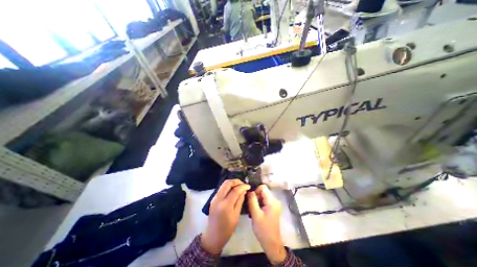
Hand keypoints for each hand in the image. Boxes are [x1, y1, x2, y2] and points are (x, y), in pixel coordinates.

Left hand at [200, 179, 249, 254]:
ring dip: (232, 183)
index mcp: (225, 205)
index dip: (243, 186)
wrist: (212, 236)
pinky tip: (233, 190)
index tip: (248, 186)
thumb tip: (243, 190)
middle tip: (243, 184)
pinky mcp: (213, 198)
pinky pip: (221, 188)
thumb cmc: (227, 229)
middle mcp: (218, 199)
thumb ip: (240, 201)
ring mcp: (214, 198)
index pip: (235, 190)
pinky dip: (228, 186)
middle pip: (227, 183)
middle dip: (236, 181)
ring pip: (223, 184)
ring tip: (239, 186)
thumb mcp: (236, 216)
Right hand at [245, 184, 285, 263]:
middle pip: (263, 191)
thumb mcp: (255, 214)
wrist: (271, 243)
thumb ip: (252, 201)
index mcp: (272, 201)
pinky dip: (259, 204)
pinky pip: (264, 201)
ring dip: (256, 201)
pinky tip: (255, 212)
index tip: (251, 199)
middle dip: (255, 197)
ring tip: (252, 211)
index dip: (255, 191)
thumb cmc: (263, 229)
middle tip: (250, 206)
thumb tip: (250, 191)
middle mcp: (275, 200)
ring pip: (262, 196)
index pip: (263, 187)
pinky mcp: (273, 208)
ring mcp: (274, 204)